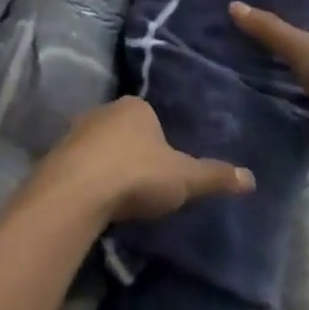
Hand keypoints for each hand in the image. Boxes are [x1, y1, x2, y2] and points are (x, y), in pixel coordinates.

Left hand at [31, 97, 253, 223]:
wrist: (78, 190)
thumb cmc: (137, 175)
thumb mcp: (184, 178)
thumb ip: (214, 176)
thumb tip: (251, 178)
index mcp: (136, 107)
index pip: (152, 119)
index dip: (160, 144)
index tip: (165, 172)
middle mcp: (105, 110)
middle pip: (124, 131)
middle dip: (133, 153)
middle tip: (144, 187)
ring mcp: (77, 130)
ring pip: (100, 147)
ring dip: (108, 166)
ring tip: (120, 199)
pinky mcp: (57, 154)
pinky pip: (80, 165)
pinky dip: (89, 179)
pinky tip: (96, 203)